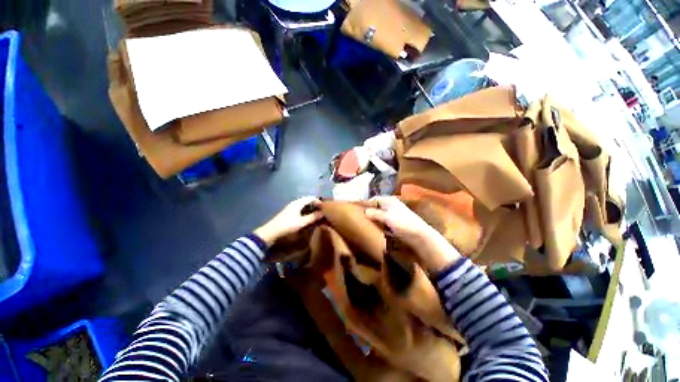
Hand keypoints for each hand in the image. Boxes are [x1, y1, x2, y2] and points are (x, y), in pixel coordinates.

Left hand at [254, 196, 322, 245]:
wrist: (271, 232)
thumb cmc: (287, 226)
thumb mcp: (301, 222)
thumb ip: (312, 217)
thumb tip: (322, 213)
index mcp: (298, 203)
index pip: (311, 198)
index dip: (318, 201)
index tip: (324, 208)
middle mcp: (294, 203)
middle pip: (307, 200)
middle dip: (315, 204)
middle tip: (321, 211)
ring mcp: (291, 207)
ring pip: (303, 204)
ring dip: (310, 208)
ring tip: (316, 214)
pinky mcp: (289, 212)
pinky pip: (300, 208)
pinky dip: (305, 210)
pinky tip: (307, 217)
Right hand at [365, 196, 459, 272]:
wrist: (420, 236)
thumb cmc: (403, 223)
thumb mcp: (387, 217)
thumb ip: (375, 213)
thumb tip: (364, 211)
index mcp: (389, 200)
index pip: (374, 199)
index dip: (366, 203)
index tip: (357, 210)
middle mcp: (392, 205)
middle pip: (377, 207)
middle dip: (369, 212)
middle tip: (360, 218)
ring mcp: (395, 214)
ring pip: (380, 215)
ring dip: (374, 219)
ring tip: (365, 224)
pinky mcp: (397, 223)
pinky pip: (384, 222)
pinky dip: (380, 224)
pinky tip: (375, 229)